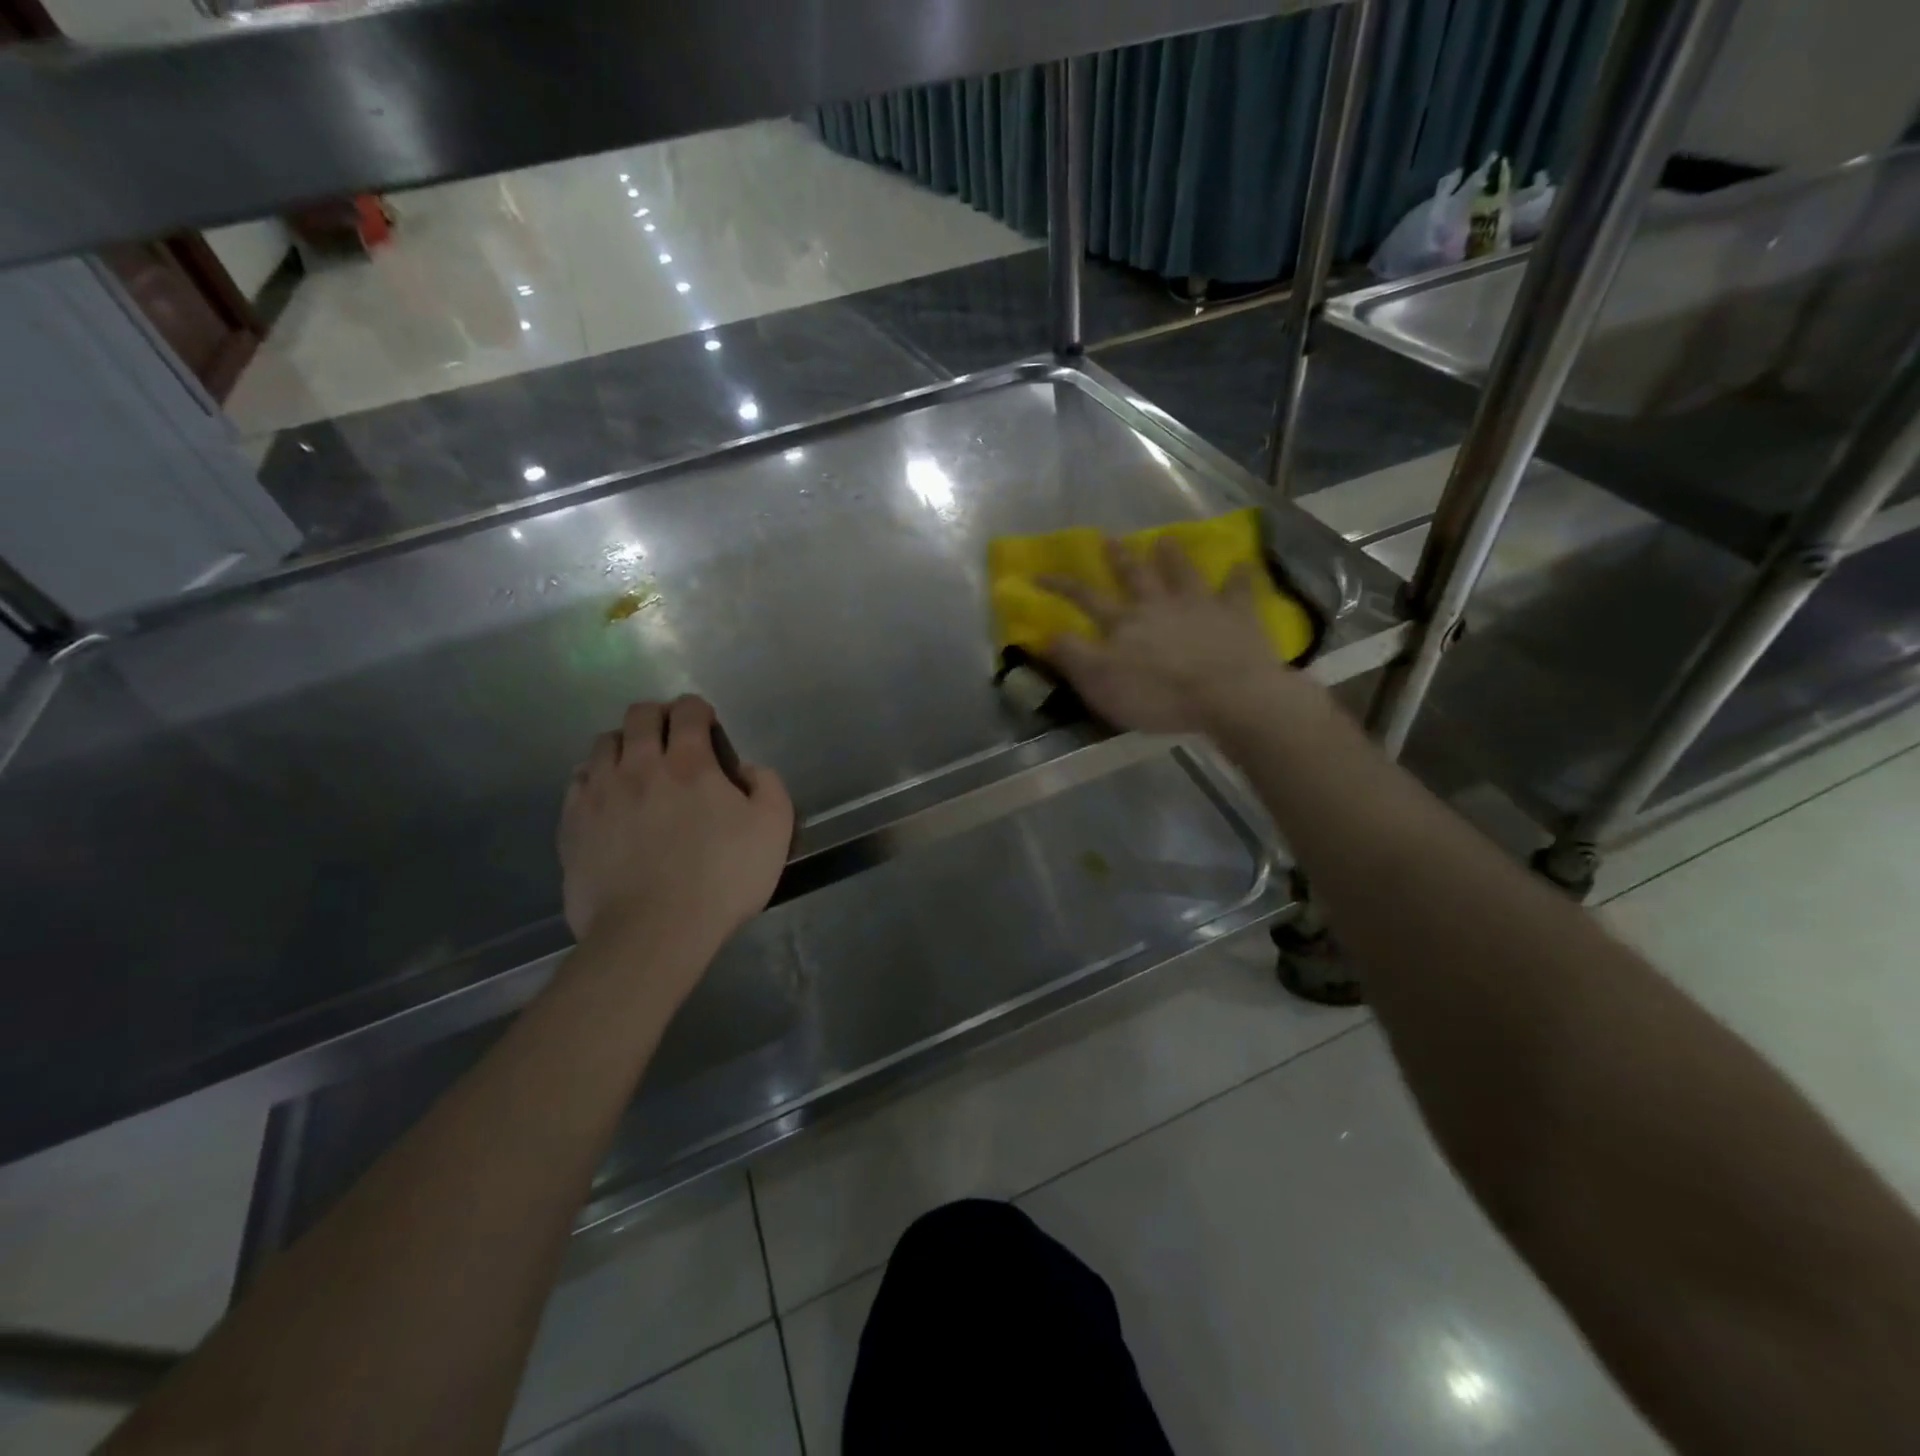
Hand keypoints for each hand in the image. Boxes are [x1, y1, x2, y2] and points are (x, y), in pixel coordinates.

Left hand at [559, 696, 793, 973]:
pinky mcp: (573, 823)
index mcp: (690, 764)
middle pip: (640, 715)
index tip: (705, 723)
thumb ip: (768, 786)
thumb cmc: (722, 879)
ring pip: (604, 743)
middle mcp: (640, 766)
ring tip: (636, 765)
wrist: (654, 931)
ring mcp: (600, 793)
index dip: (698, 709)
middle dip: (659, 716)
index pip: (688, 711)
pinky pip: (577, 780)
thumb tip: (748, 769)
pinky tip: (607, 796)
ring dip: (624, 744)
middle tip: (671, 737)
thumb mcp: (774, 830)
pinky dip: (594, 777)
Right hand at [1041, 536, 1294, 734]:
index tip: (1040, 574)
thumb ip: (1072, 656)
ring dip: (1173, 556)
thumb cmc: (1158, 695)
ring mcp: (1200, 605)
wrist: (1227, 695)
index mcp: (1123, 623)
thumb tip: (1047, 633)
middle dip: (1120, 558)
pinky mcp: (1237, 615)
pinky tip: (1242, 564)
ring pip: (1182, 573)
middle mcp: (1158, 605)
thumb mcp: (1100, 683)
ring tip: (1165, 539)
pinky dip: (1240, 577)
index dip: (1061, 585)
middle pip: (1135, 576)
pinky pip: (1239, 590)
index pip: (1085, 598)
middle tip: (1110, 538)